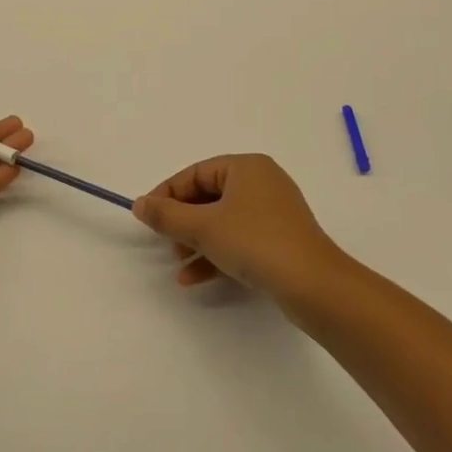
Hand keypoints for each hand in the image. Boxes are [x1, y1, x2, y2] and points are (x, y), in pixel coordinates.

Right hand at [133, 154, 346, 303]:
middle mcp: (261, 182)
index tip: (147, 218)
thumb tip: (138, 204)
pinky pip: (238, 240)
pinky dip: (216, 254)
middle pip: (208, 196)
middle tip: (163, 243)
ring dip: (196, 241)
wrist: (313, 284)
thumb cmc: (255, 242)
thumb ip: (167, 215)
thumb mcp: (203, 227)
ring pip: (222, 221)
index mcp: (246, 166)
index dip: (167, 194)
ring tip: (176, 264)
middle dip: (182, 222)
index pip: (195, 173)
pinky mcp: (279, 240)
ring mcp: (273, 212)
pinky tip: (193, 278)